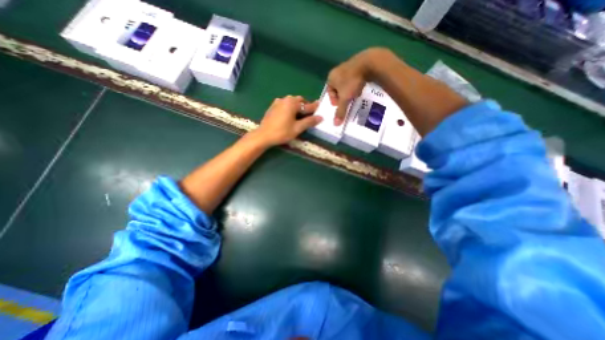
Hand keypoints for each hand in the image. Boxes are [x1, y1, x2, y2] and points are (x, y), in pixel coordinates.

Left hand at [253, 94, 323, 146]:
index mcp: (292, 103)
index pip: (307, 105)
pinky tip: (290, 116)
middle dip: (305, 106)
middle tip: (309, 115)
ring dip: (298, 107)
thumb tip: (320, 117)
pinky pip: (285, 105)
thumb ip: (309, 121)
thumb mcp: (297, 128)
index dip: (315, 108)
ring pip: (292, 102)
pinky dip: (290, 108)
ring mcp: (278, 102)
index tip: (321, 107)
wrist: (263, 135)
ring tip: (300, 116)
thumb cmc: (282, 132)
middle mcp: (285, 99)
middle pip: (299, 101)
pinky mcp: (273, 106)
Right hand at [329, 48, 390, 125]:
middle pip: (337, 89)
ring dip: (349, 92)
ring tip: (354, 97)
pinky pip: (353, 79)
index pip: (329, 92)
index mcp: (331, 77)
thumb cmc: (352, 82)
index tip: (340, 105)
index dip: (334, 101)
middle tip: (347, 102)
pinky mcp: (358, 65)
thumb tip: (335, 124)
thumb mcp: (345, 99)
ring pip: (346, 84)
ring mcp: (347, 66)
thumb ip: (340, 111)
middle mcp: (337, 71)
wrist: (369, 64)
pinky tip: (360, 89)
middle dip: (342, 97)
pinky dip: (355, 85)